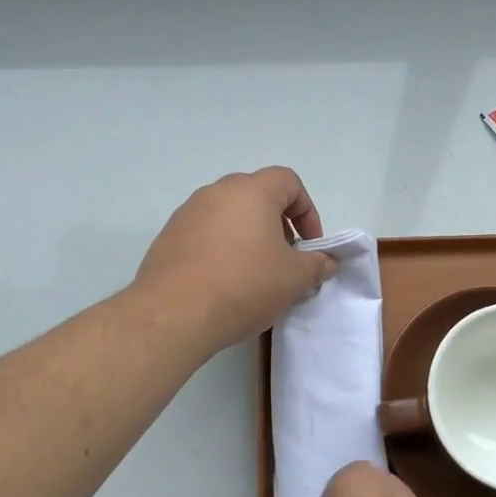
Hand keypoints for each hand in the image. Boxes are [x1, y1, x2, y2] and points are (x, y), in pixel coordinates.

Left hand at [133, 167, 337, 352]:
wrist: (173, 315)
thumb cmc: (243, 285)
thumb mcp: (294, 278)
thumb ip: (317, 265)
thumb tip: (328, 261)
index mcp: (252, 191)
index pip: (289, 181)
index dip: (307, 211)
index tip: (309, 245)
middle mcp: (217, 191)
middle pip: (257, 195)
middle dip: (278, 224)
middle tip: (284, 259)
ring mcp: (188, 213)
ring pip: (229, 214)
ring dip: (248, 236)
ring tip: (254, 274)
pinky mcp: (168, 237)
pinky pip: (205, 233)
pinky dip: (221, 249)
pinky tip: (223, 283)